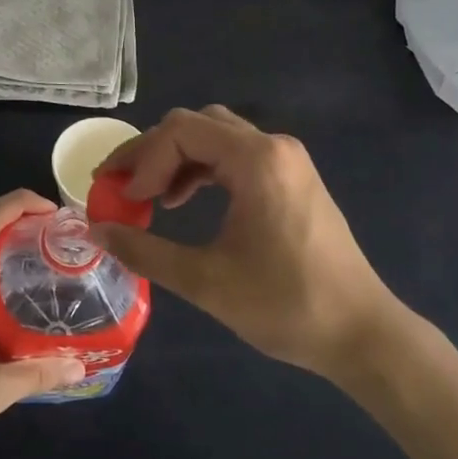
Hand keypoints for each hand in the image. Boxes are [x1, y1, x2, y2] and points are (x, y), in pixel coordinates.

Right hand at [92, 106, 406, 381]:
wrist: (361, 333)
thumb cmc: (286, 305)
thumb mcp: (205, 281)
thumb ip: (145, 251)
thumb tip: (97, 231)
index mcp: (256, 160)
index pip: (179, 131)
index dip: (141, 160)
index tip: (122, 199)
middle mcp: (273, 146)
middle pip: (195, 125)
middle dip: (152, 153)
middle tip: (120, 187)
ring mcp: (286, 160)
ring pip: (215, 137)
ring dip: (175, 160)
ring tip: (147, 197)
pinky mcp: (291, 178)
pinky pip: (235, 156)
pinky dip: (201, 170)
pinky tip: (183, 202)